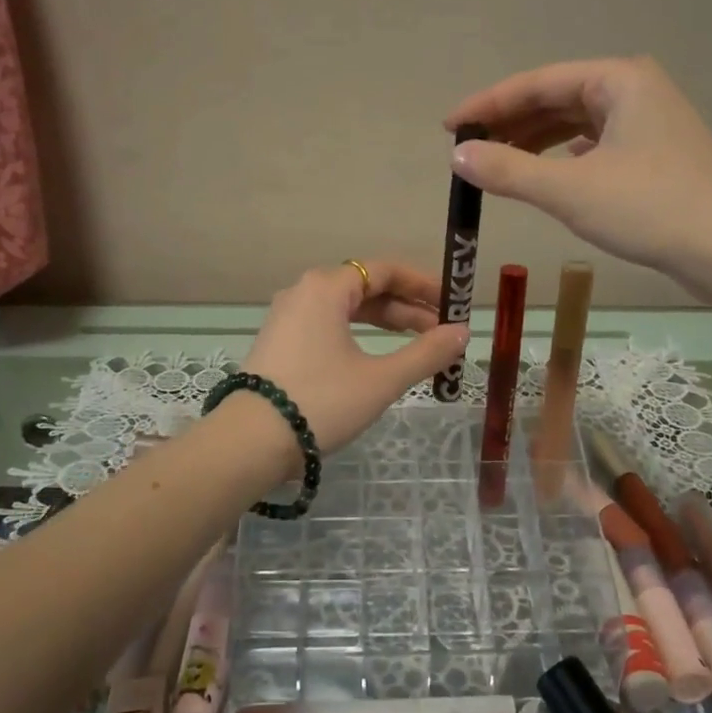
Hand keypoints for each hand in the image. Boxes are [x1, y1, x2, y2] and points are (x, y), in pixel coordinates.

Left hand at [242, 260, 469, 458]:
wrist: (250, 442)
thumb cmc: (321, 401)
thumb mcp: (380, 379)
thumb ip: (425, 353)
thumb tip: (461, 333)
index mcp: (326, 287)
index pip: (384, 270)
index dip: (423, 284)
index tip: (451, 304)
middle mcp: (303, 292)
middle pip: (365, 288)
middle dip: (407, 308)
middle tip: (441, 331)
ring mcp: (287, 318)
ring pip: (346, 309)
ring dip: (383, 323)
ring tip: (417, 344)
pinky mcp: (279, 343)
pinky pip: (327, 326)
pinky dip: (357, 335)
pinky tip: (375, 358)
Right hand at [444, 56, 711, 280]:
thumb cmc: (649, 209)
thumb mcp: (569, 190)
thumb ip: (508, 170)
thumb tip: (458, 155)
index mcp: (618, 79)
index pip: (536, 83)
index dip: (488, 105)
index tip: (448, 127)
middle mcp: (634, 89)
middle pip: (556, 98)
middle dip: (510, 123)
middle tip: (467, 148)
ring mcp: (648, 120)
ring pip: (575, 122)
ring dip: (534, 140)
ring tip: (496, 161)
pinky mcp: (654, 152)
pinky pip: (594, 142)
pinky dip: (562, 155)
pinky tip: (546, 170)